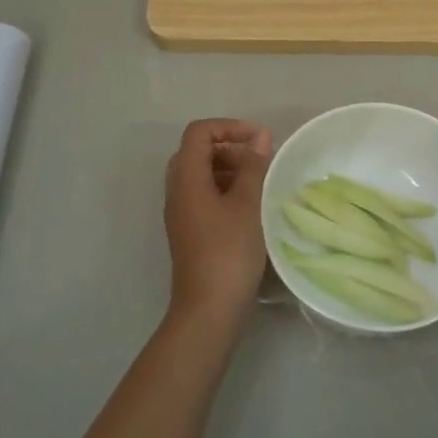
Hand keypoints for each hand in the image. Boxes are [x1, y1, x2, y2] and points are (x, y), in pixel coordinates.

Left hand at [164, 118, 272, 327]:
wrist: (209, 310)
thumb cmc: (229, 252)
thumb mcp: (248, 205)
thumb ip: (254, 167)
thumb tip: (260, 137)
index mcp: (187, 179)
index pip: (198, 133)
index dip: (229, 127)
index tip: (259, 140)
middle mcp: (177, 191)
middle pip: (197, 152)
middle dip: (230, 148)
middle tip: (260, 162)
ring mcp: (182, 213)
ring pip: (201, 175)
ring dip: (230, 170)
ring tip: (260, 184)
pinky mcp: (190, 231)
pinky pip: (204, 196)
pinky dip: (226, 190)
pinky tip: (251, 207)